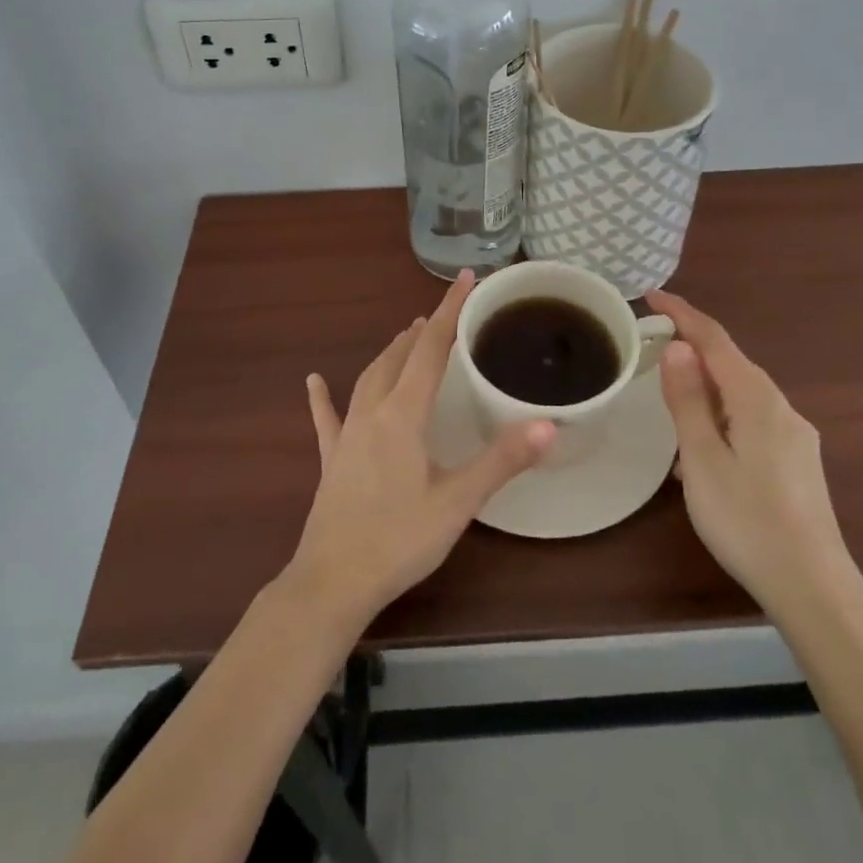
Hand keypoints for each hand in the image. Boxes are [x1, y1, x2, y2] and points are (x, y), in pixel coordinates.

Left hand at [286, 271, 555, 627]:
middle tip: (442, 317)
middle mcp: (373, 412)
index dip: (450, 311)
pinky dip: (323, 397)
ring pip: (369, 378)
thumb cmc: (399, 540)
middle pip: (398, 357)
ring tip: (406, 338)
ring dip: (390, 354)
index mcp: (404, 414)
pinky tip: (313, 381)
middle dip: (422, 331)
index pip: (432, 348)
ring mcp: (347, 434)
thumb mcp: (458, 501)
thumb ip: (502, 460)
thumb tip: (549, 424)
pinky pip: (327, 418)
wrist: (332, 583)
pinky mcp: (332, 460)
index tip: (466, 278)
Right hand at [646, 288, 856, 614]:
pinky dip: (721, 418)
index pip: (715, 340)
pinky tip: (704, 452)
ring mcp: (795, 436)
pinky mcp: (798, 462)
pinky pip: (752, 421)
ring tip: (669, 408)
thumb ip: (688, 400)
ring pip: (741, 394)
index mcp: (756, 399)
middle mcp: (781, 407)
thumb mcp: (702, 459)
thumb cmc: (748, 521)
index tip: (651, 294)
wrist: (815, 589)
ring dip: (704, 389)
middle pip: (730, 363)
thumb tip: (678, 347)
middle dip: (692, 349)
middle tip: (651, 348)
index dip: (683, 314)